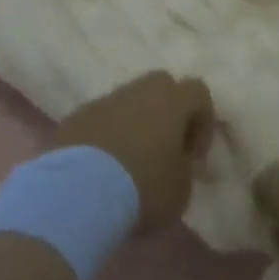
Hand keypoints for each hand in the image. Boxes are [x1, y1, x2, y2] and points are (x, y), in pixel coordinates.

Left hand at [55, 72, 213, 231]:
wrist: (78, 193)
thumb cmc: (142, 187)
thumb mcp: (181, 189)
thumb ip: (185, 168)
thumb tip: (177, 162)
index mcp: (171, 101)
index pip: (198, 92)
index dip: (202, 122)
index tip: (193, 156)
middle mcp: (138, 91)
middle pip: (160, 86)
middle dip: (166, 112)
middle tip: (163, 149)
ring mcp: (103, 101)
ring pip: (127, 101)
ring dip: (134, 123)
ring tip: (129, 162)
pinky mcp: (75, 116)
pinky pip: (100, 119)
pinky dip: (106, 135)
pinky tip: (101, 168)